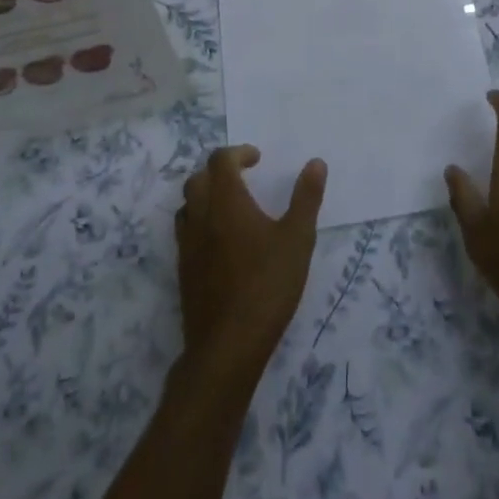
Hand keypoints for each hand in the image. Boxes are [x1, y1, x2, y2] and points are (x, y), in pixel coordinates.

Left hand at [177, 145, 325, 385]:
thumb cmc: (267, 285)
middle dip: (219, 171)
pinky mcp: (183, 272)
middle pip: (197, 179)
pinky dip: (200, 223)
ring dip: (205, 196)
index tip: (257, 159)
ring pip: (187, 206)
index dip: (238, 153)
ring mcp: (187, 246)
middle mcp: (200, 217)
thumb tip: (316, 162)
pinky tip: (222, 243)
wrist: (227, 346)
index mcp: (226, 202)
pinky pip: (186, 233)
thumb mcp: (298, 239)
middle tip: (244, 178)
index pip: (220, 161)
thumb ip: (306, 197)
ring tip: (231, 207)